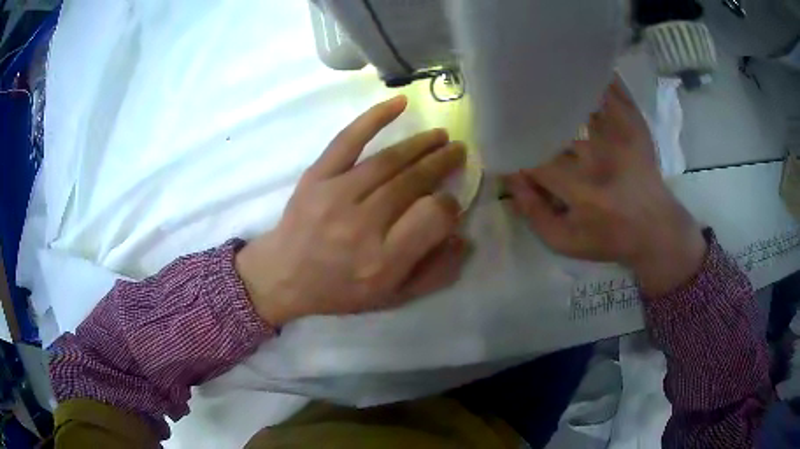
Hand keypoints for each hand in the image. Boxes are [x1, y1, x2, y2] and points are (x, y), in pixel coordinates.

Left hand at [236, 96, 469, 324]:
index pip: (433, 215)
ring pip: (389, 160)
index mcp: (384, 259)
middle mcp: (362, 224)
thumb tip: (463, 236)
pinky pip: (348, 139)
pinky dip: (375, 117)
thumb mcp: (392, 297)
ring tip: (441, 137)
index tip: (450, 201)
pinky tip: (400, 103)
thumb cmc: (340, 290)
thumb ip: (434, 272)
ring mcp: (336, 195)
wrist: (284, 276)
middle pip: (413, 181)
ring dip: (421, 143)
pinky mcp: (316, 176)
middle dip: (443, 163)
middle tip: (459, 152)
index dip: (449, 204)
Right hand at [505, 79, 705, 296]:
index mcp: (580, 189)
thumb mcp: (565, 242)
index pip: (534, 158)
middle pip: (556, 121)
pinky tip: (584, 65)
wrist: (658, 231)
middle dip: (531, 109)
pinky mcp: (635, 126)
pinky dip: (600, 77)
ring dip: (564, 84)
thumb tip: (510, 178)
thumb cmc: (610, 239)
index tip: (499, 141)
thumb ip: (533, 213)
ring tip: (543, 71)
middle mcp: (599, 156)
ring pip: (586, 97)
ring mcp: (620, 136)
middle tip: (513, 99)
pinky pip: (616, 91)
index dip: (512, 147)